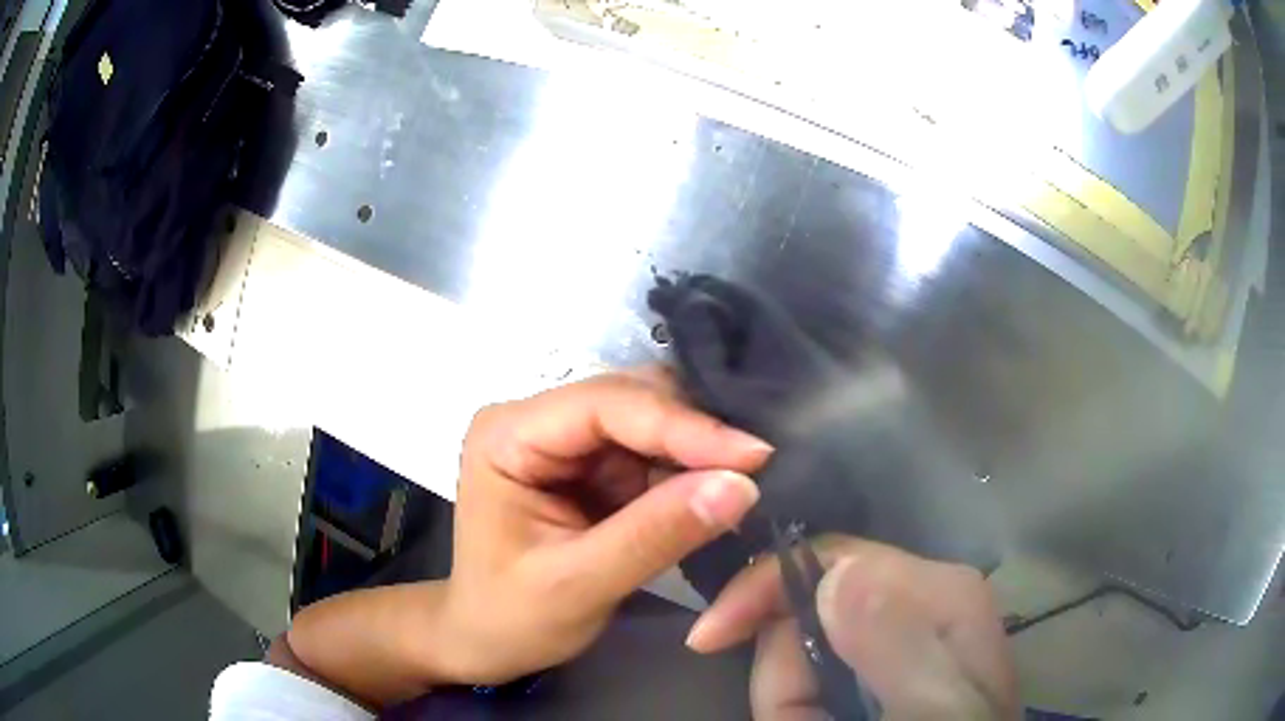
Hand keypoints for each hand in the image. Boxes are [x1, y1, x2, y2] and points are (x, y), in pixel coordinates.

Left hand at [433, 370, 772, 684]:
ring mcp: (565, 443)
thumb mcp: (577, 584)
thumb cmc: (512, 618)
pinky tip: (717, 493)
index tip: (754, 455)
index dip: (683, 425)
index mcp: (508, 435)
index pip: (605, 406)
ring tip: (746, 482)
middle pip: (631, 401)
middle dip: (694, 435)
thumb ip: (655, 535)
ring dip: (697, 453)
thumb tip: (740, 485)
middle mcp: (535, 421)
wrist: (484, 641)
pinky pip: (652, 455)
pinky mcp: (591, 468)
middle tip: (757, 470)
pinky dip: (688, 473)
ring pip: (650, 422)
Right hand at [686, 536, 1017, 720]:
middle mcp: (911, 599)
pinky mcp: (868, 666)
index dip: (764, 587)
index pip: (832, 556)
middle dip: (779, 664)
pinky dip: (794, 707)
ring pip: (798, 645)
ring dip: (788, 696)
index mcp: (936, 589)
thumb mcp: (930, 705)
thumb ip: (894, 643)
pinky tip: (816, 719)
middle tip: (791, 717)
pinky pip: (804, 675)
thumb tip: (834, 574)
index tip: (709, 637)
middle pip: (808, 602)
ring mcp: (888, 635)